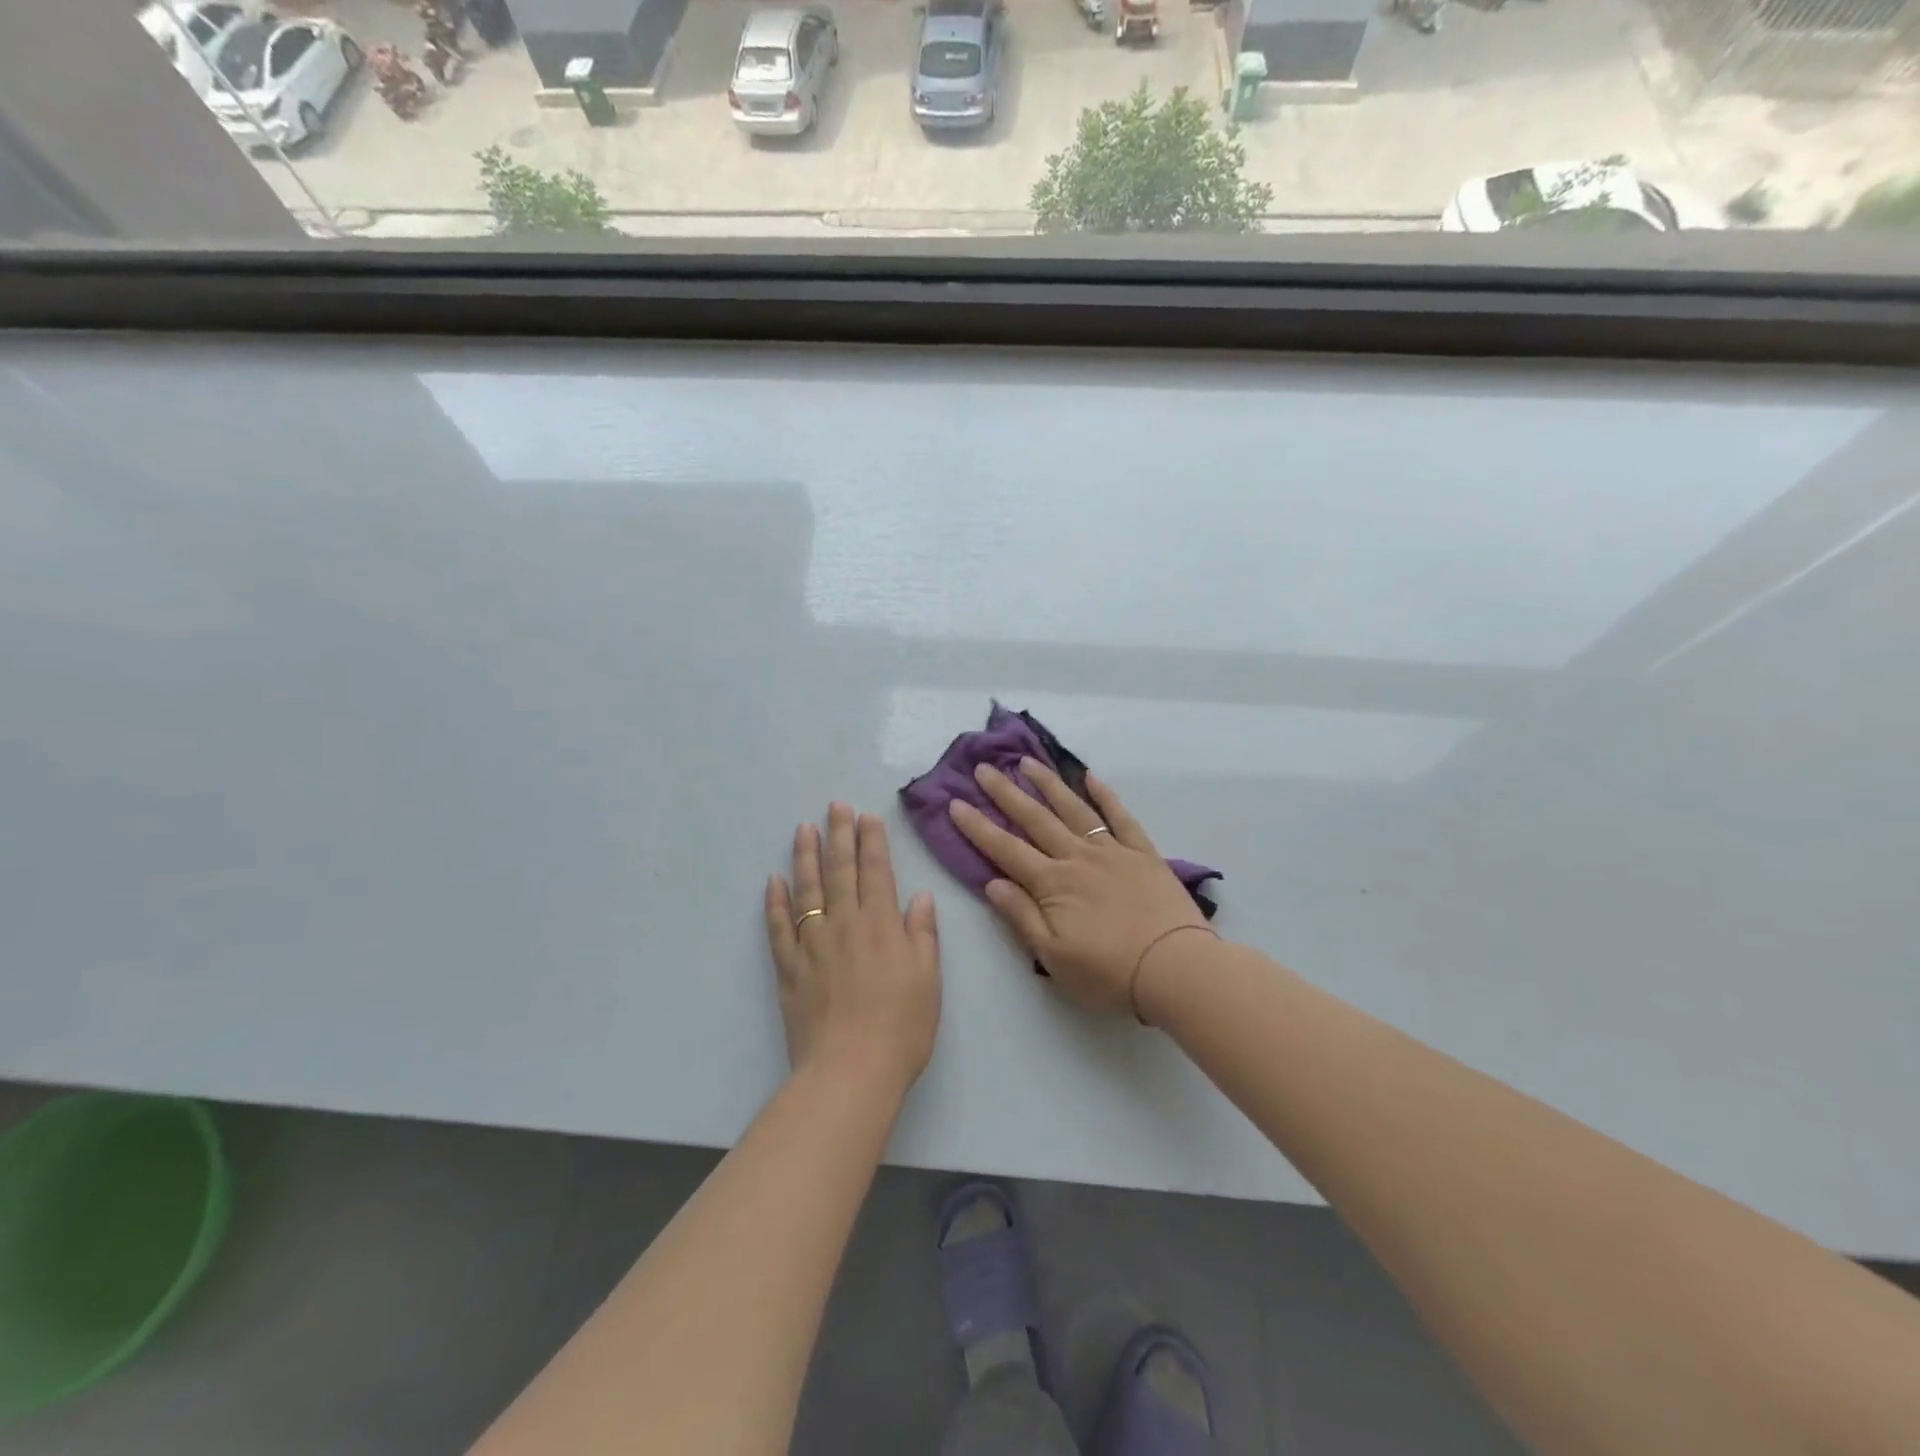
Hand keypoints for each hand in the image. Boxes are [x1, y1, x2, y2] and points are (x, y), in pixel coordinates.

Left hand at [765, 803, 940, 1097]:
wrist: (851, 1071)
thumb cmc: (902, 1027)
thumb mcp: (929, 979)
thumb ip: (922, 934)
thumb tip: (920, 895)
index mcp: (882, 925)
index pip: (876, 871)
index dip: (872, 841)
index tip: (867, 816)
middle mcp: (845, 924)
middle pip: (840, 871)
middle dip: (839, 835)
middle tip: (835, 806)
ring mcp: (812, 944)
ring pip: (806, 890)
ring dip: (805, 856)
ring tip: (803, 828)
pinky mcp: (788, 968)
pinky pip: (779, 927)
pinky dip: (775, 902)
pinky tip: (773, 881)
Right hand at [949, 760, 1208, 1014]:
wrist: (1175, 968)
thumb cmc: (1109, 973)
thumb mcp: (1053, 956)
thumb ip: (1021, 916)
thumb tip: (991, 882)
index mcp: (1052, 883)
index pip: (1005, 849)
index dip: (978, 826)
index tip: (955, 803)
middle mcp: (1077, 857)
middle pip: (1035, 819)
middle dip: (1005, 793)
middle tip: (983, 768)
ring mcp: (1112, 850)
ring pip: (1073, 808)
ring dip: (1048, 784)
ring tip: (1027, 762)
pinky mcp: (1142, 852)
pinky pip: (1120, 816)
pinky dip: (1104, 795)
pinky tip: (1089, 777)